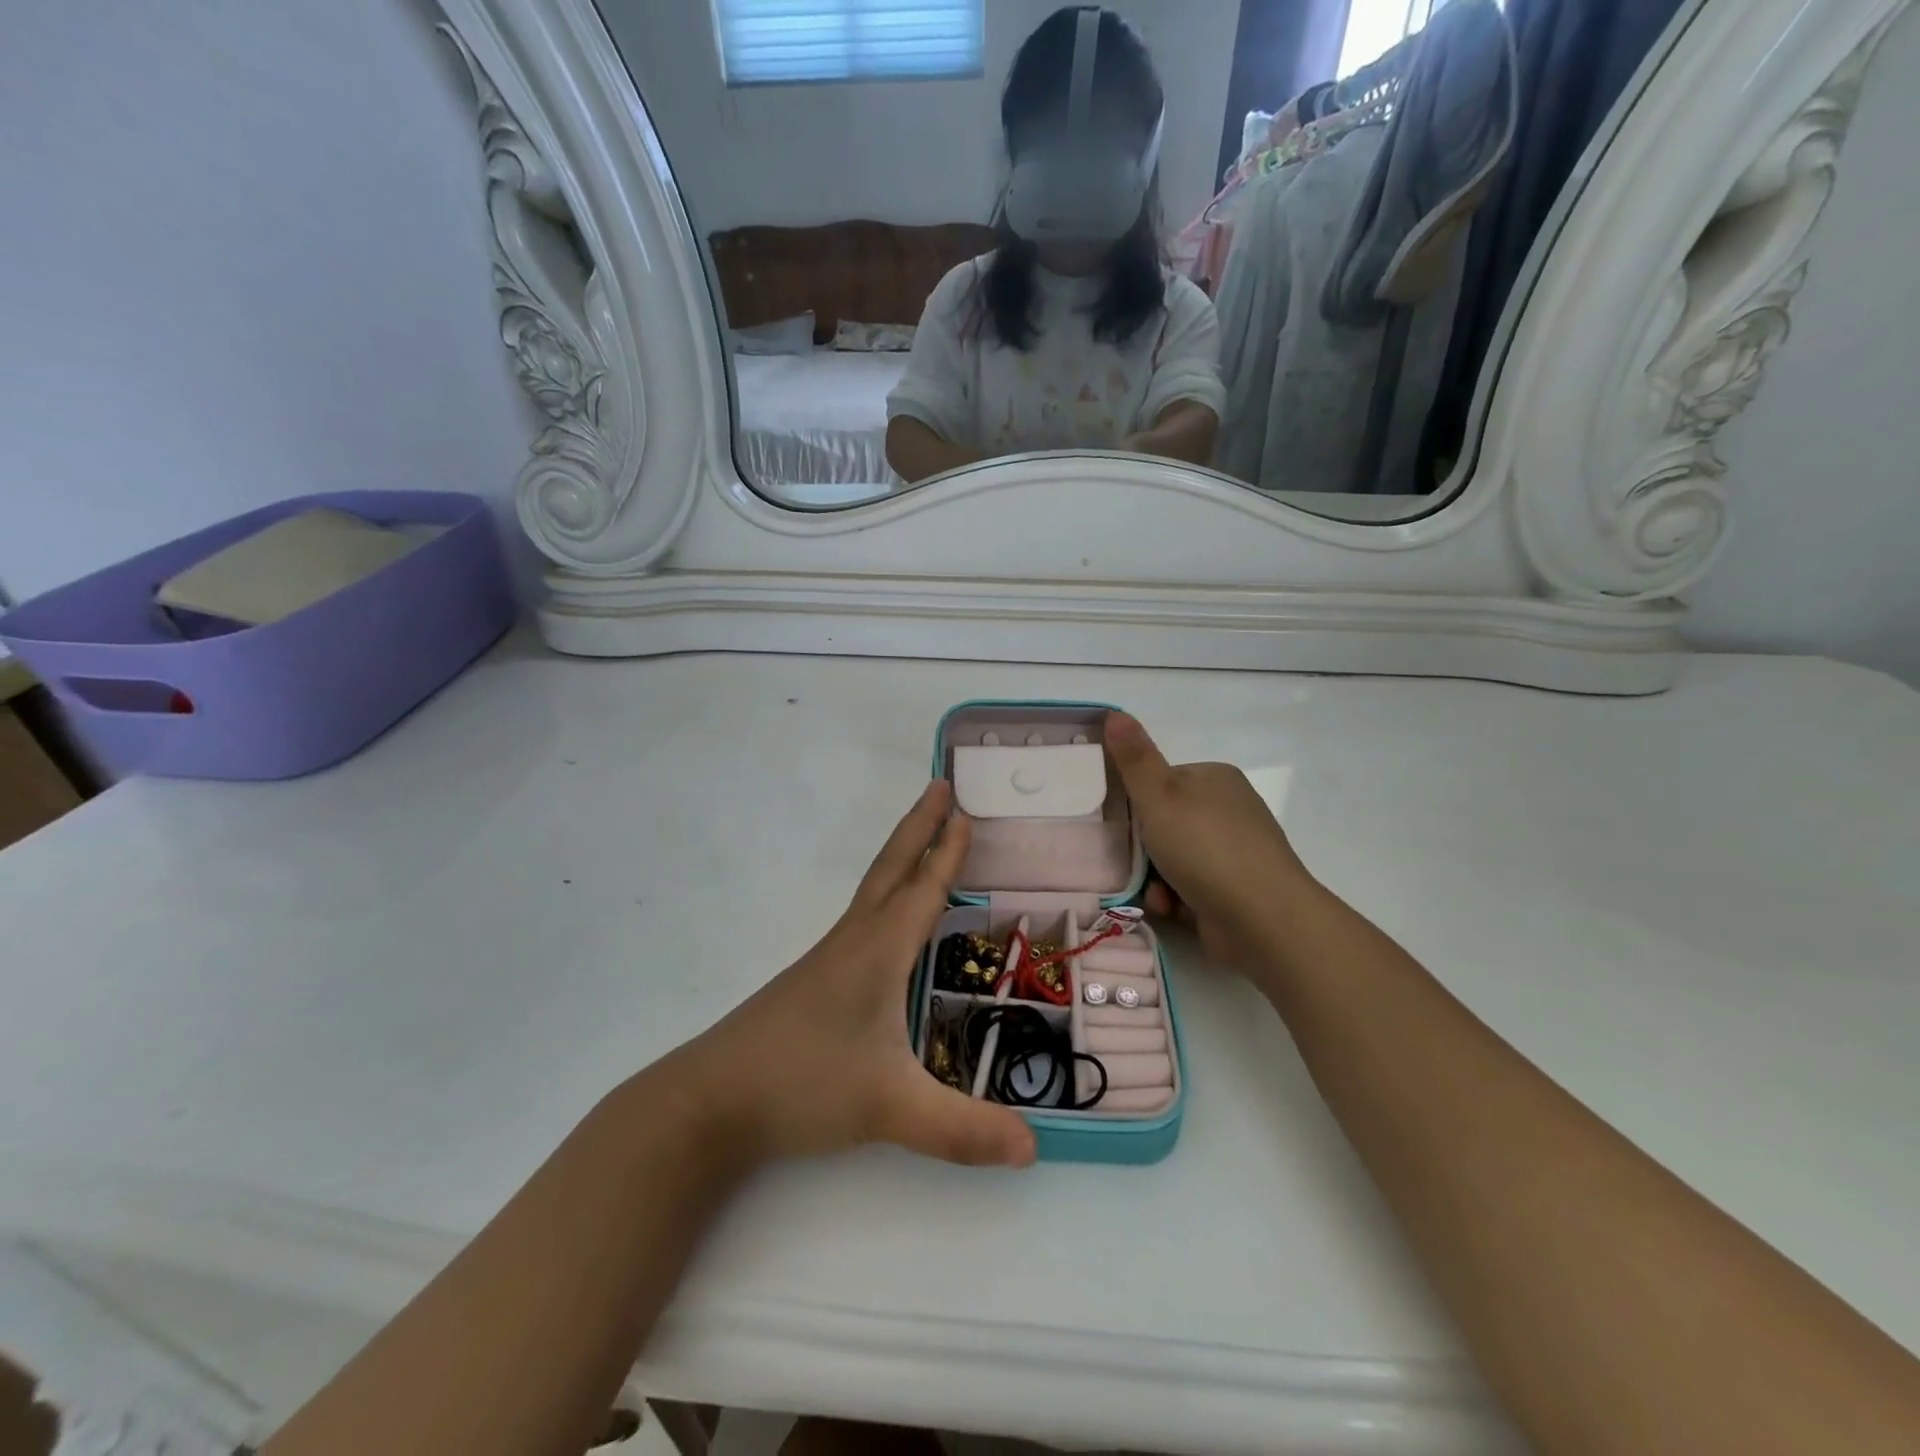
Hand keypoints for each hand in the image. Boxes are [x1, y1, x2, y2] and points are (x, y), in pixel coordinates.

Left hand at [667, 781, 1036, 1169]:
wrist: (709, 1101)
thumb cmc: (802, 1085)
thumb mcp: (890, 1110)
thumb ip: (963, 1130)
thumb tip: (1034, 1147)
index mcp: (877, 952)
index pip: (922, 889)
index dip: (948, 852)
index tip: (965, 810)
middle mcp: (854, 942)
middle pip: (891, 869)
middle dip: (920, 826)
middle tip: (941, 785)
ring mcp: (828, 960)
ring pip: (873, 891)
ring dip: (901, 856)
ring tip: (923, 839)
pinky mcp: (814, 981)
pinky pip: (861, 917)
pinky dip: (885, 893)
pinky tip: (888, 920)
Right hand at [1105, 712, 1313, 970]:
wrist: (1262, 918)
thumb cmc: (1205, 847)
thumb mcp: (1159, 796)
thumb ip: (1134, 758)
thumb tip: (1114, 713)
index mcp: (1215, 779)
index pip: (1162, 781)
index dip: (1138, 803)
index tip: (1122, 823)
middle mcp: (1229, 810)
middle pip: (1166, 823)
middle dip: (1145, 848)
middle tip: (1130, 861)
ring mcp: (1235, 852)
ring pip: (1174, 859)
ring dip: (1156, 878)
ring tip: (1155, 892)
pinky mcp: (1236, 889)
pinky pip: (1191, 887)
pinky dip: (1177, 898)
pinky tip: (1173, 908)